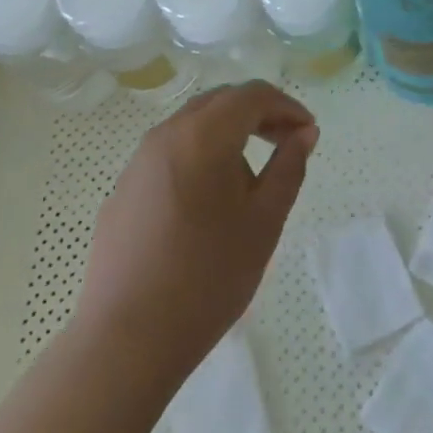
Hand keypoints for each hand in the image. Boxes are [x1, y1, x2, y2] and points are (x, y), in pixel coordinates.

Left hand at [74, 82, 318, 390]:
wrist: (128, 337)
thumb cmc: (209, 275)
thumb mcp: (265, 220)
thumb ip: (289, 167)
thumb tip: (304, 134)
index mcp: (204, 135)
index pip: (252, 95)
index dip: (287, 106)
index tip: (308, 133)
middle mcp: (166, 135)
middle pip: (220, 102)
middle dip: (258, 114)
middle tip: (287, 144)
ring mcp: (138, 162)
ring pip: (193, 126)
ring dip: (229, 134)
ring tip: (251, 178)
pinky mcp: (123, 190)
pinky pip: (170, 154)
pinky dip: (200, 156)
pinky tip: (209, 203)